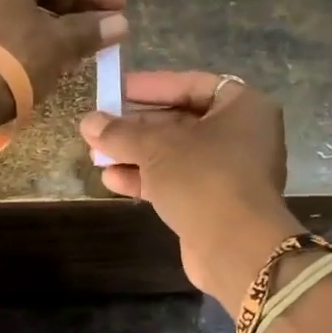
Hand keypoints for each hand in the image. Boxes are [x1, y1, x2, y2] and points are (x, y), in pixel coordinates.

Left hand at [0, 0, 127, 102]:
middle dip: (74, 4)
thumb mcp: (58, 41)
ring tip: (82, 43)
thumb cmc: (10, 58)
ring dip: (53, 20)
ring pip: (16, 2)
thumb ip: (91, 28)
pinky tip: (51, 52)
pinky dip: (26, 30)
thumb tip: (120, 24)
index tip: (121, 6)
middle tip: (102, 26)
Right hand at [79, 71, 302, 303]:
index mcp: (243, 108)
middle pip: (181, 121)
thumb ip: (120, 132)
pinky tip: (111, 179)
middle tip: (99, 126)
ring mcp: (230, 173)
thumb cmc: (202, 178)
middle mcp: (242, 136)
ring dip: (135, 155)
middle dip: (136, 126)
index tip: (117, 89)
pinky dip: (147, 179)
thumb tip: (88, 121)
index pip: (191, 85)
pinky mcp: (215, 204)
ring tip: (96, 154)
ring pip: (176, 155)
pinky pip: (178, 182)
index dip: (152, 86)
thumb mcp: (155, 147)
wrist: (236, 248)